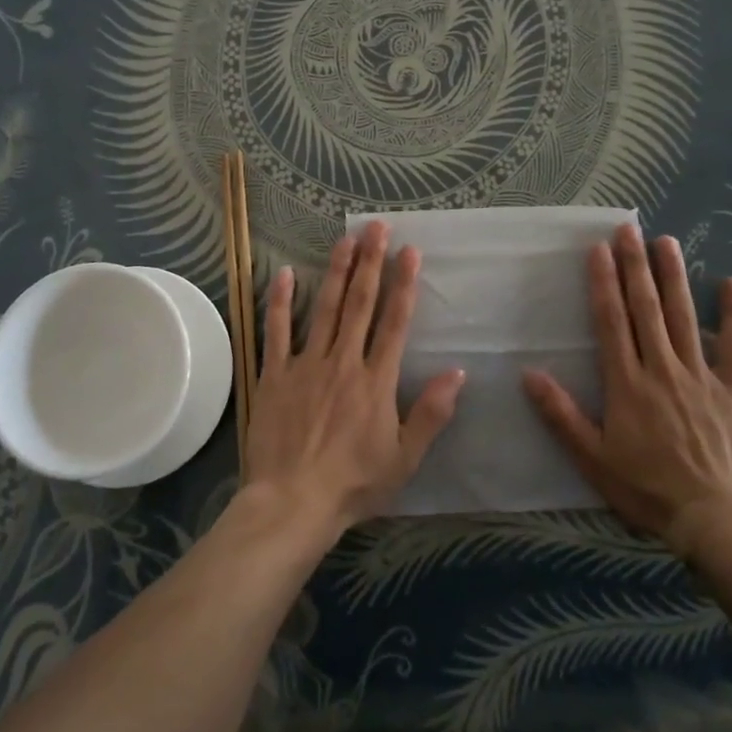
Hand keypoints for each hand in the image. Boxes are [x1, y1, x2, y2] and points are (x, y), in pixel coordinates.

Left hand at [244, 220, 465, 539]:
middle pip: (360, 303)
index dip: (404, 284)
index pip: (395, 322)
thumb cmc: (354, 484)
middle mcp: (343, 361)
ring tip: (345, 239)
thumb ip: (431, 413)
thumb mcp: (404, 458)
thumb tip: (458, 372)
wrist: (292, 504)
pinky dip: (279, 301)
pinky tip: (282, 273)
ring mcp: (305, 365)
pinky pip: (276, 331)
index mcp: (376, 380)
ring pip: (323, 308)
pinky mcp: (274, 375)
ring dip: (335, 271)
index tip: (410, 251)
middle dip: (371, 262)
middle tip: (377, 227)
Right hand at [522, 224, 731, 556]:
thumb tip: (528, 374)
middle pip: (646, 308)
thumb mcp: (593, 459)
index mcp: (627, 383)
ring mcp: (701, 375)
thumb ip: (561, 415)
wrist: (715, 518)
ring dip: (673, 276)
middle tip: (629, 229)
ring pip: (684, 316)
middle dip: (635, 266)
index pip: (612, 322)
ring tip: (665, 241)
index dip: (603, 283)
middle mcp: (662, 368)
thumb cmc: (647, 488)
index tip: (598, 250)